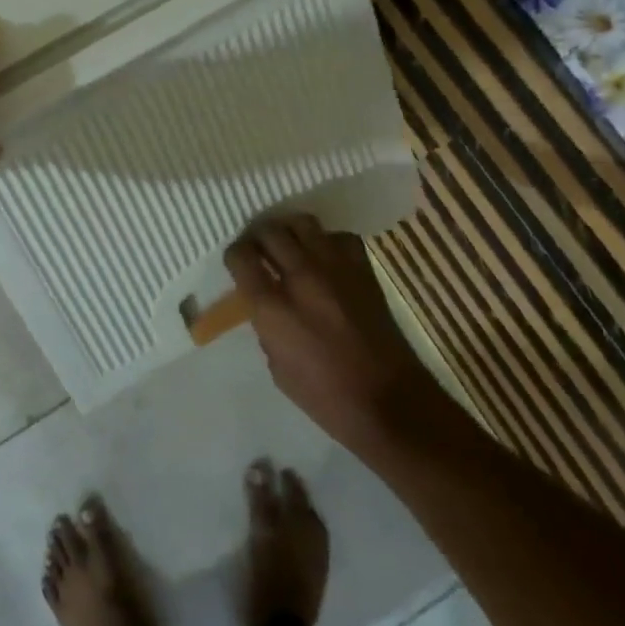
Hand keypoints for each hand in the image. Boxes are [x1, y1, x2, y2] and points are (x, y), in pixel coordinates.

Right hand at [224, 216, 441, 455]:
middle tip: (258, 249)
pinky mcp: (363, 271)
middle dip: (257, 236)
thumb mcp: (278, 367)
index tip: (237, 264)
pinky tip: (325, 258)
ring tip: (288, 245)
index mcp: (273, 307)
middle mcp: (301, 277)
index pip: (241, 257)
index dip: (234, 256)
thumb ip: (267, 327)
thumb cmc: (326, 397)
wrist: (390, 402)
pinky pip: (339, 237)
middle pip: (270, 231)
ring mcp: (336, 269)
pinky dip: (327, 242)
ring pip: (303, 223)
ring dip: (289, 230)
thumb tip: (268, 306)